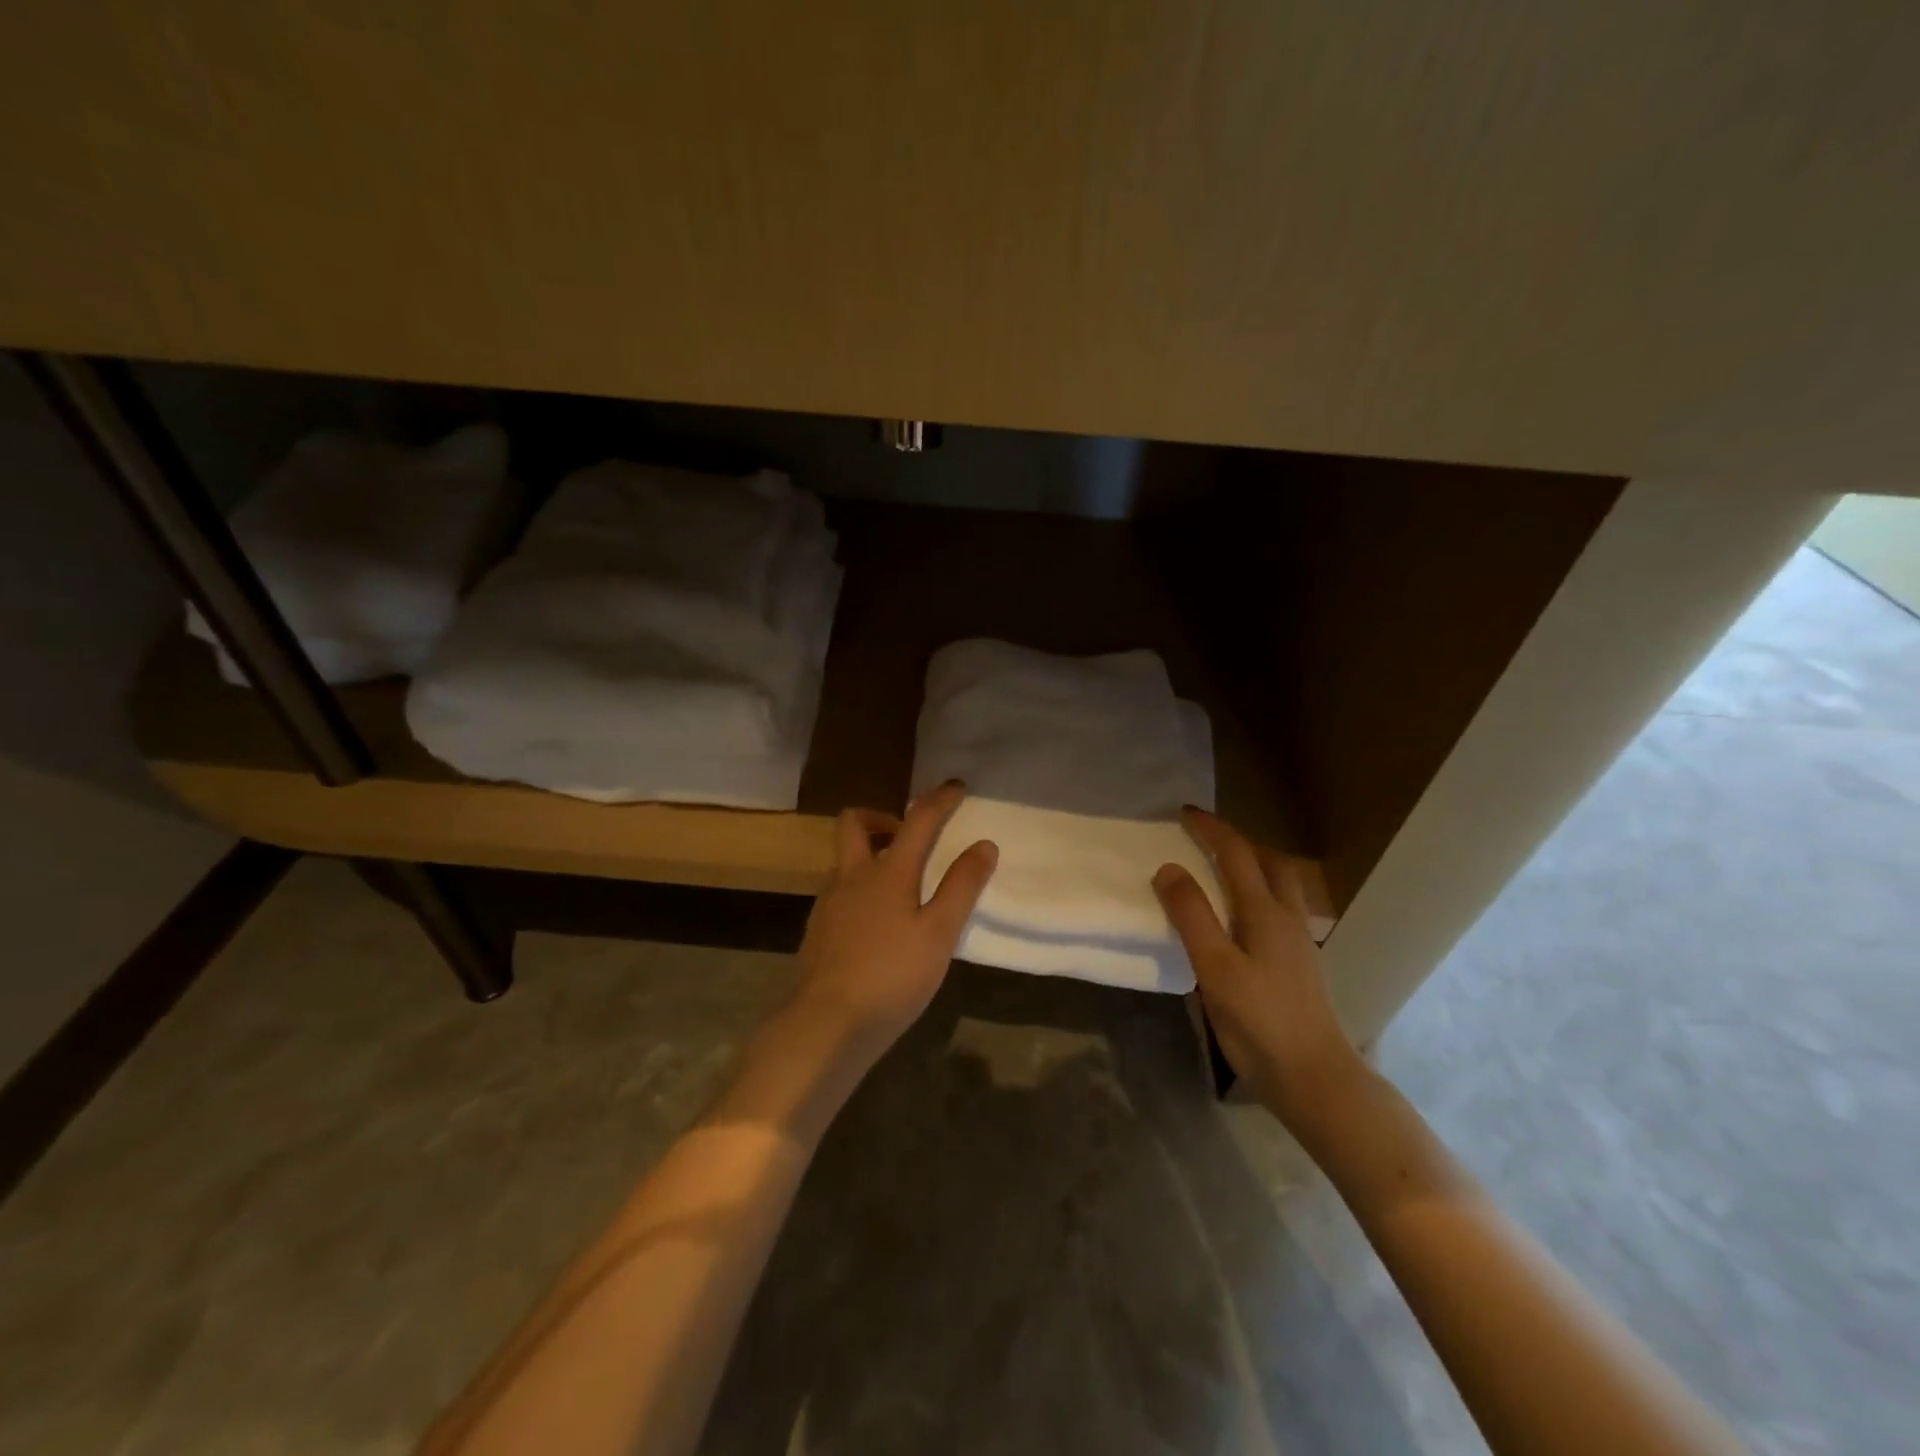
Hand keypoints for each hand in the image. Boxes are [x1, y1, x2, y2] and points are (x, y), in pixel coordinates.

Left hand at [795, 780, 998, 1049]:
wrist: (826, 1025)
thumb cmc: (891, 976)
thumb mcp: (939, 934)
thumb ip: (961, 887)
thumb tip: (983, 845)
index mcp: (886, 872)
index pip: (917, 821)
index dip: (939, 800)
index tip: (956, 787)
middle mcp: (851, 876)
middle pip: (855, 823)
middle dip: (883, 818)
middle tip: (910, 838)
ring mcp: (828, 903)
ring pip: (845, 860)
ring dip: (871, 856)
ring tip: (902, 887)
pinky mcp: (818, 930)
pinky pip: (840, 892)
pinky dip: (861, 890)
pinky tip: (878, 925)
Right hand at [1154, 807, 1361, 1124]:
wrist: (1316, 1078)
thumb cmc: (1260, 1022)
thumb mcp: (1216, 968)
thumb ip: (1192, 916)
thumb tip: (1168, 868)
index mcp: (1265, 912)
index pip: (1237, 854)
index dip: (1211, 829)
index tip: (1184, 813)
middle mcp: (1287, 918)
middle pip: (1269, 862)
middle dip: (1238, 841)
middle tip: (1206, 837)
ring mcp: (1298, 942)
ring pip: (1279, 885)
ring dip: (1252, 865)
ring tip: (1221, 869)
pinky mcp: (1300, 964)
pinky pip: (1278, 909)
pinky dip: (1257, 892)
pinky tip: (1241, 917)